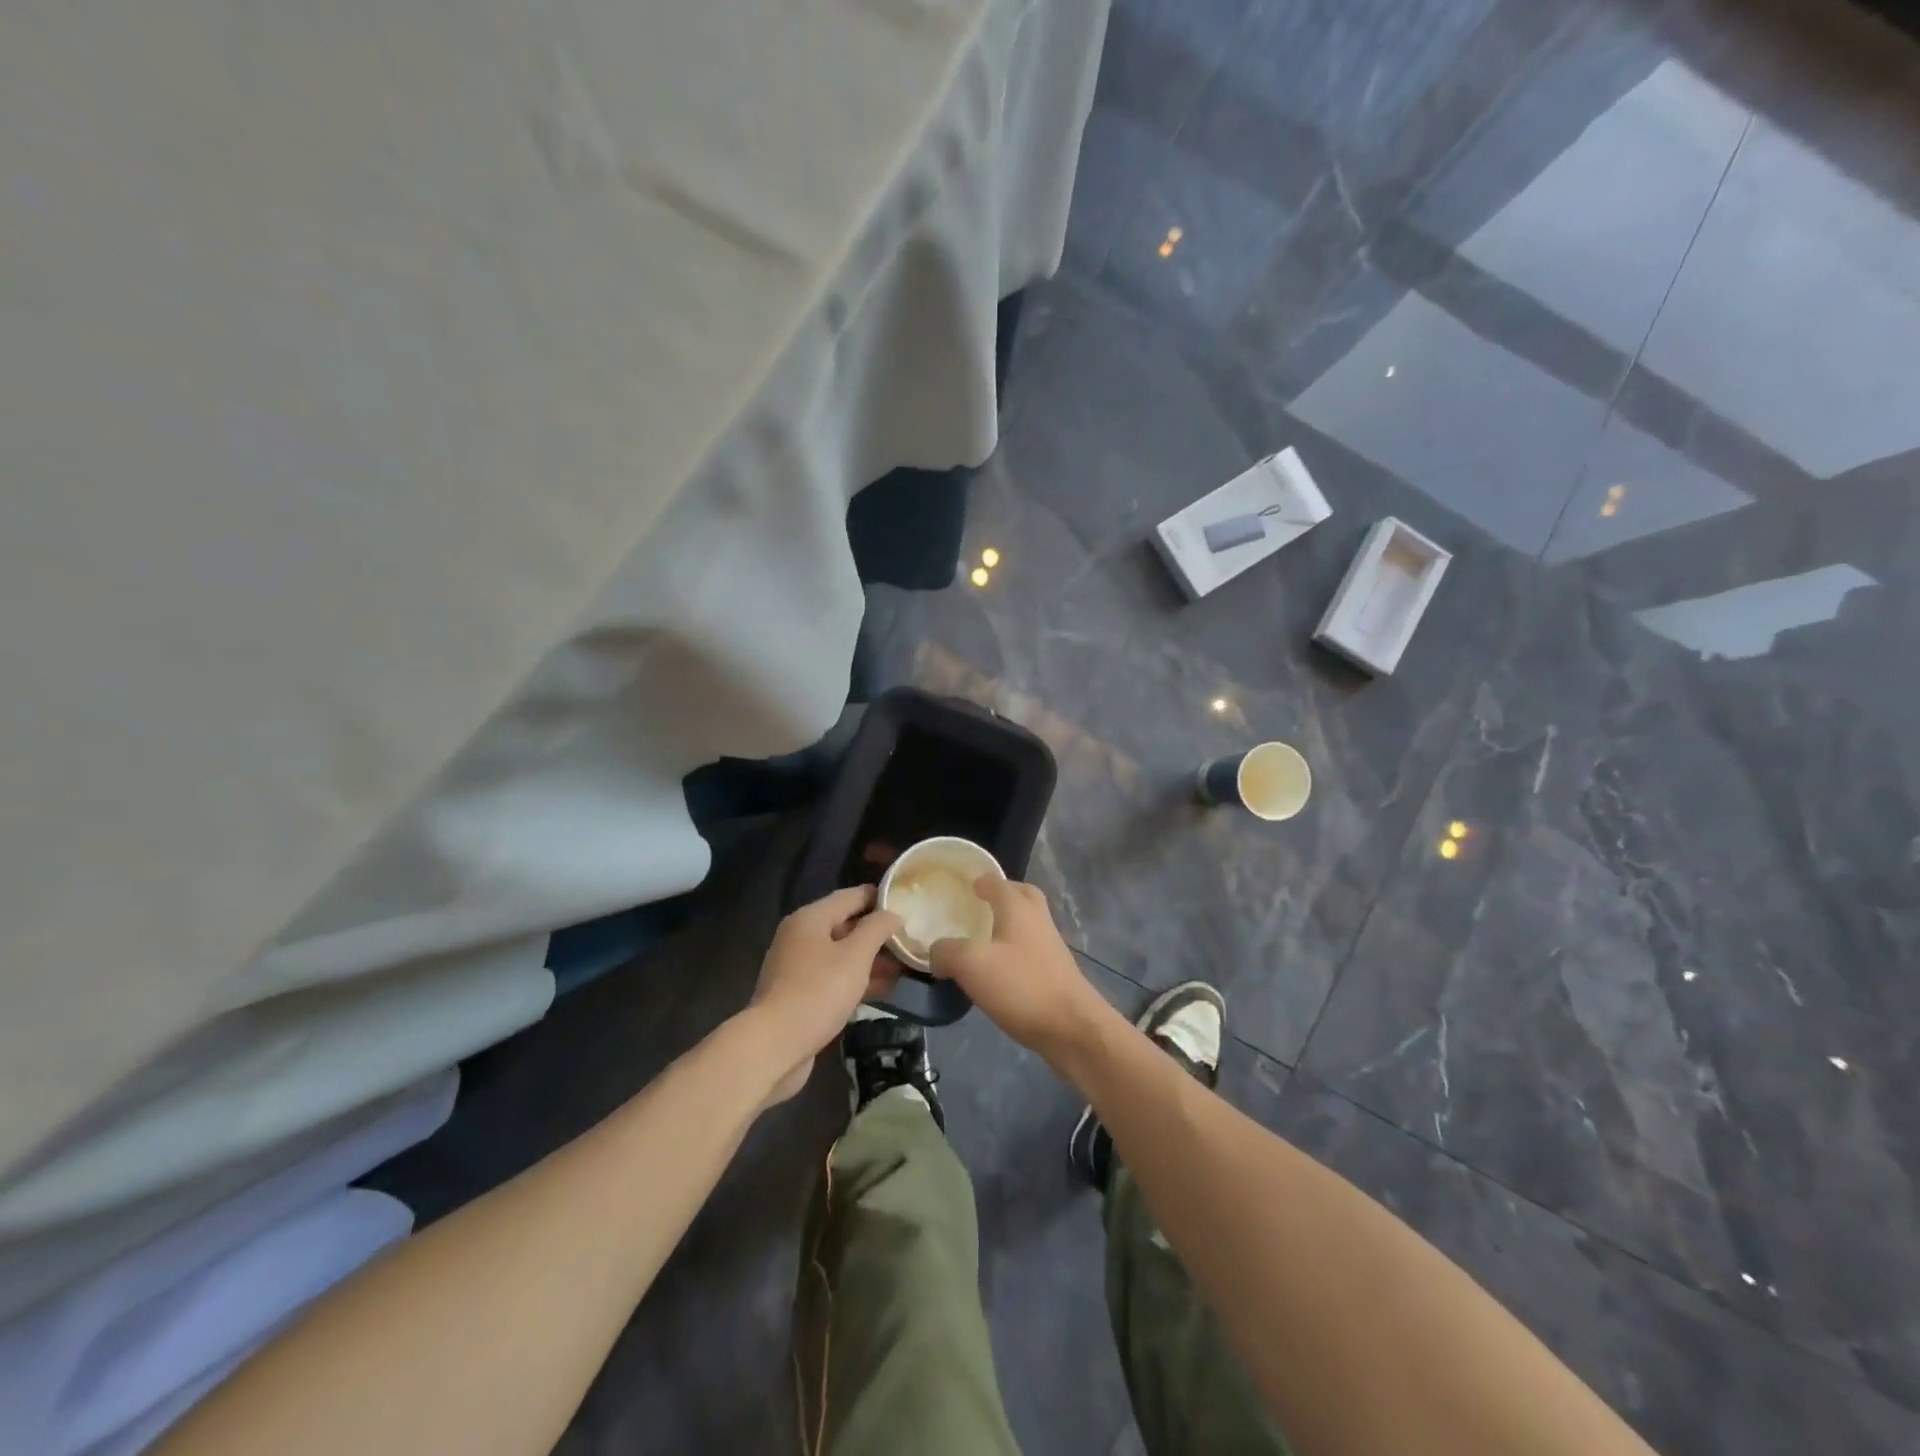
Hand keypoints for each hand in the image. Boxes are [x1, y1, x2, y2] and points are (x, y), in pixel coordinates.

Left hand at [749, 885, 902, 1104]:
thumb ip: (877, 929)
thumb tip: (892, 913)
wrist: (775, 1046)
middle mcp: (800, 937)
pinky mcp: (800, 995)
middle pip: (845, 925)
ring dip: (871, 959)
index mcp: (810, 919)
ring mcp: (798, 968)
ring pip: (841, 955)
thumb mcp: (855, 956)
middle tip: (911, 938)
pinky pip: (834, 978)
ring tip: (905, 966)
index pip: (851, 896)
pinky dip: (857, 980)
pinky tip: (884, 989)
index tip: (908, 901)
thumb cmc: (818, 991)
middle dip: (878, 933)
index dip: (879, 897)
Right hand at [930, 877, 1108, 1059]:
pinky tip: (998, 971)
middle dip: (1003, 895)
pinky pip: (1032, 949)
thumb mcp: (972, 966)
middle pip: (1022, 896)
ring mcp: (1051, 946)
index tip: (965, 886)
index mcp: (1018, 908)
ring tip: (984, 940)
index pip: (998, 882)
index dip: (980, 881)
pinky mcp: (1056, 972)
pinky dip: (1015, 950)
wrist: (1072, 1027)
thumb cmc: (1021, 986)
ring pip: (1029, 923)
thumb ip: (948, 952)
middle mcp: (1038, 920)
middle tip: (981, 905)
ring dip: (1010, 923)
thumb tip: (936, 951)